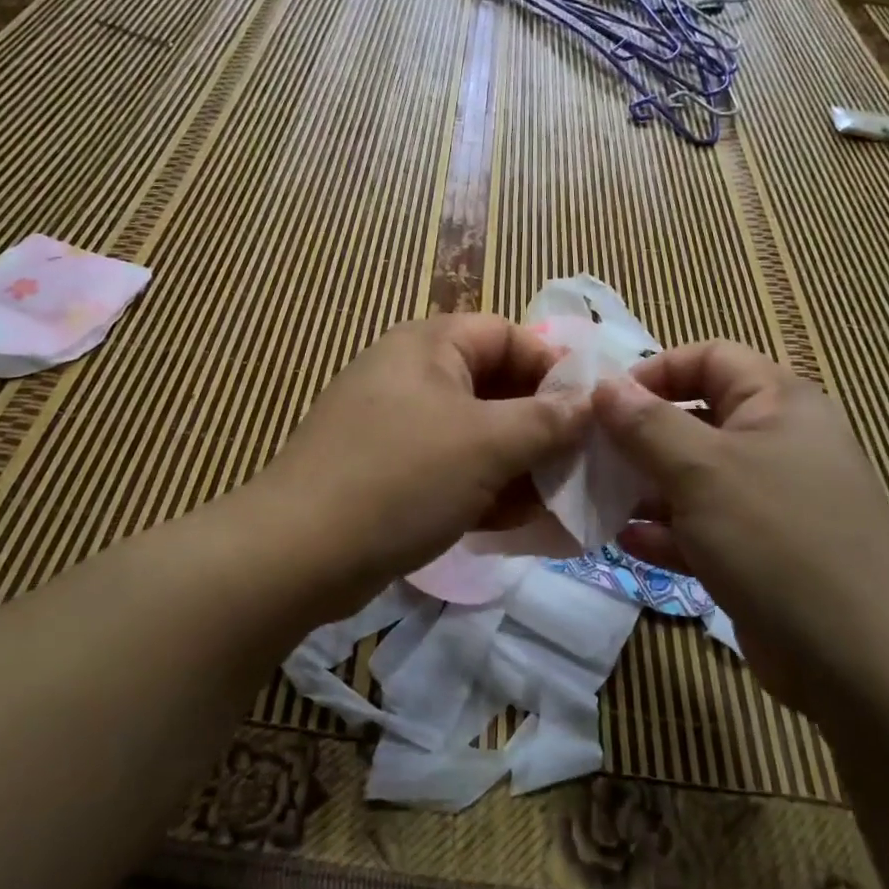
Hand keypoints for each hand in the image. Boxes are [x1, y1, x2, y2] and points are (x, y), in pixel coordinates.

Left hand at [260, 313, 586, 615]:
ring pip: (473, 433)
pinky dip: (480, 487)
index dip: (552, 369)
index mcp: (429, 345)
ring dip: (515, 464)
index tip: (588, 414)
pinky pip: (447, 466)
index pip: (507, 335)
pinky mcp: (385, 469)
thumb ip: (546, 420)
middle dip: (538, 427)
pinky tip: (510, 522)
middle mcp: (410, 374)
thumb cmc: (402, 477)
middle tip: (577, 467)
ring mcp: (394, 424)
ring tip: (552, 503)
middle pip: (493, 386)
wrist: (299, 552)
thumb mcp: (487, 444)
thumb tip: (589, 403)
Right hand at [595, 342, 888, 718]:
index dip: (656, 371)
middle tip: (592, 455)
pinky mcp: (763, 552)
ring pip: (695, 476)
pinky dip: (668, 530)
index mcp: (779, 403)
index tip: (607, 402)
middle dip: (641, 435)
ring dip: (647, 486)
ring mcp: (772, 501)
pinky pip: (705, 526)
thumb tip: (603, 386)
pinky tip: (628, 542)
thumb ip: (646, 424)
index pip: (710, 358)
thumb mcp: (701, 470)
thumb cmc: (777, 539)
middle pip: (697, 418)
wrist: (861, 664)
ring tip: (599, 499)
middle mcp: (778, 443)